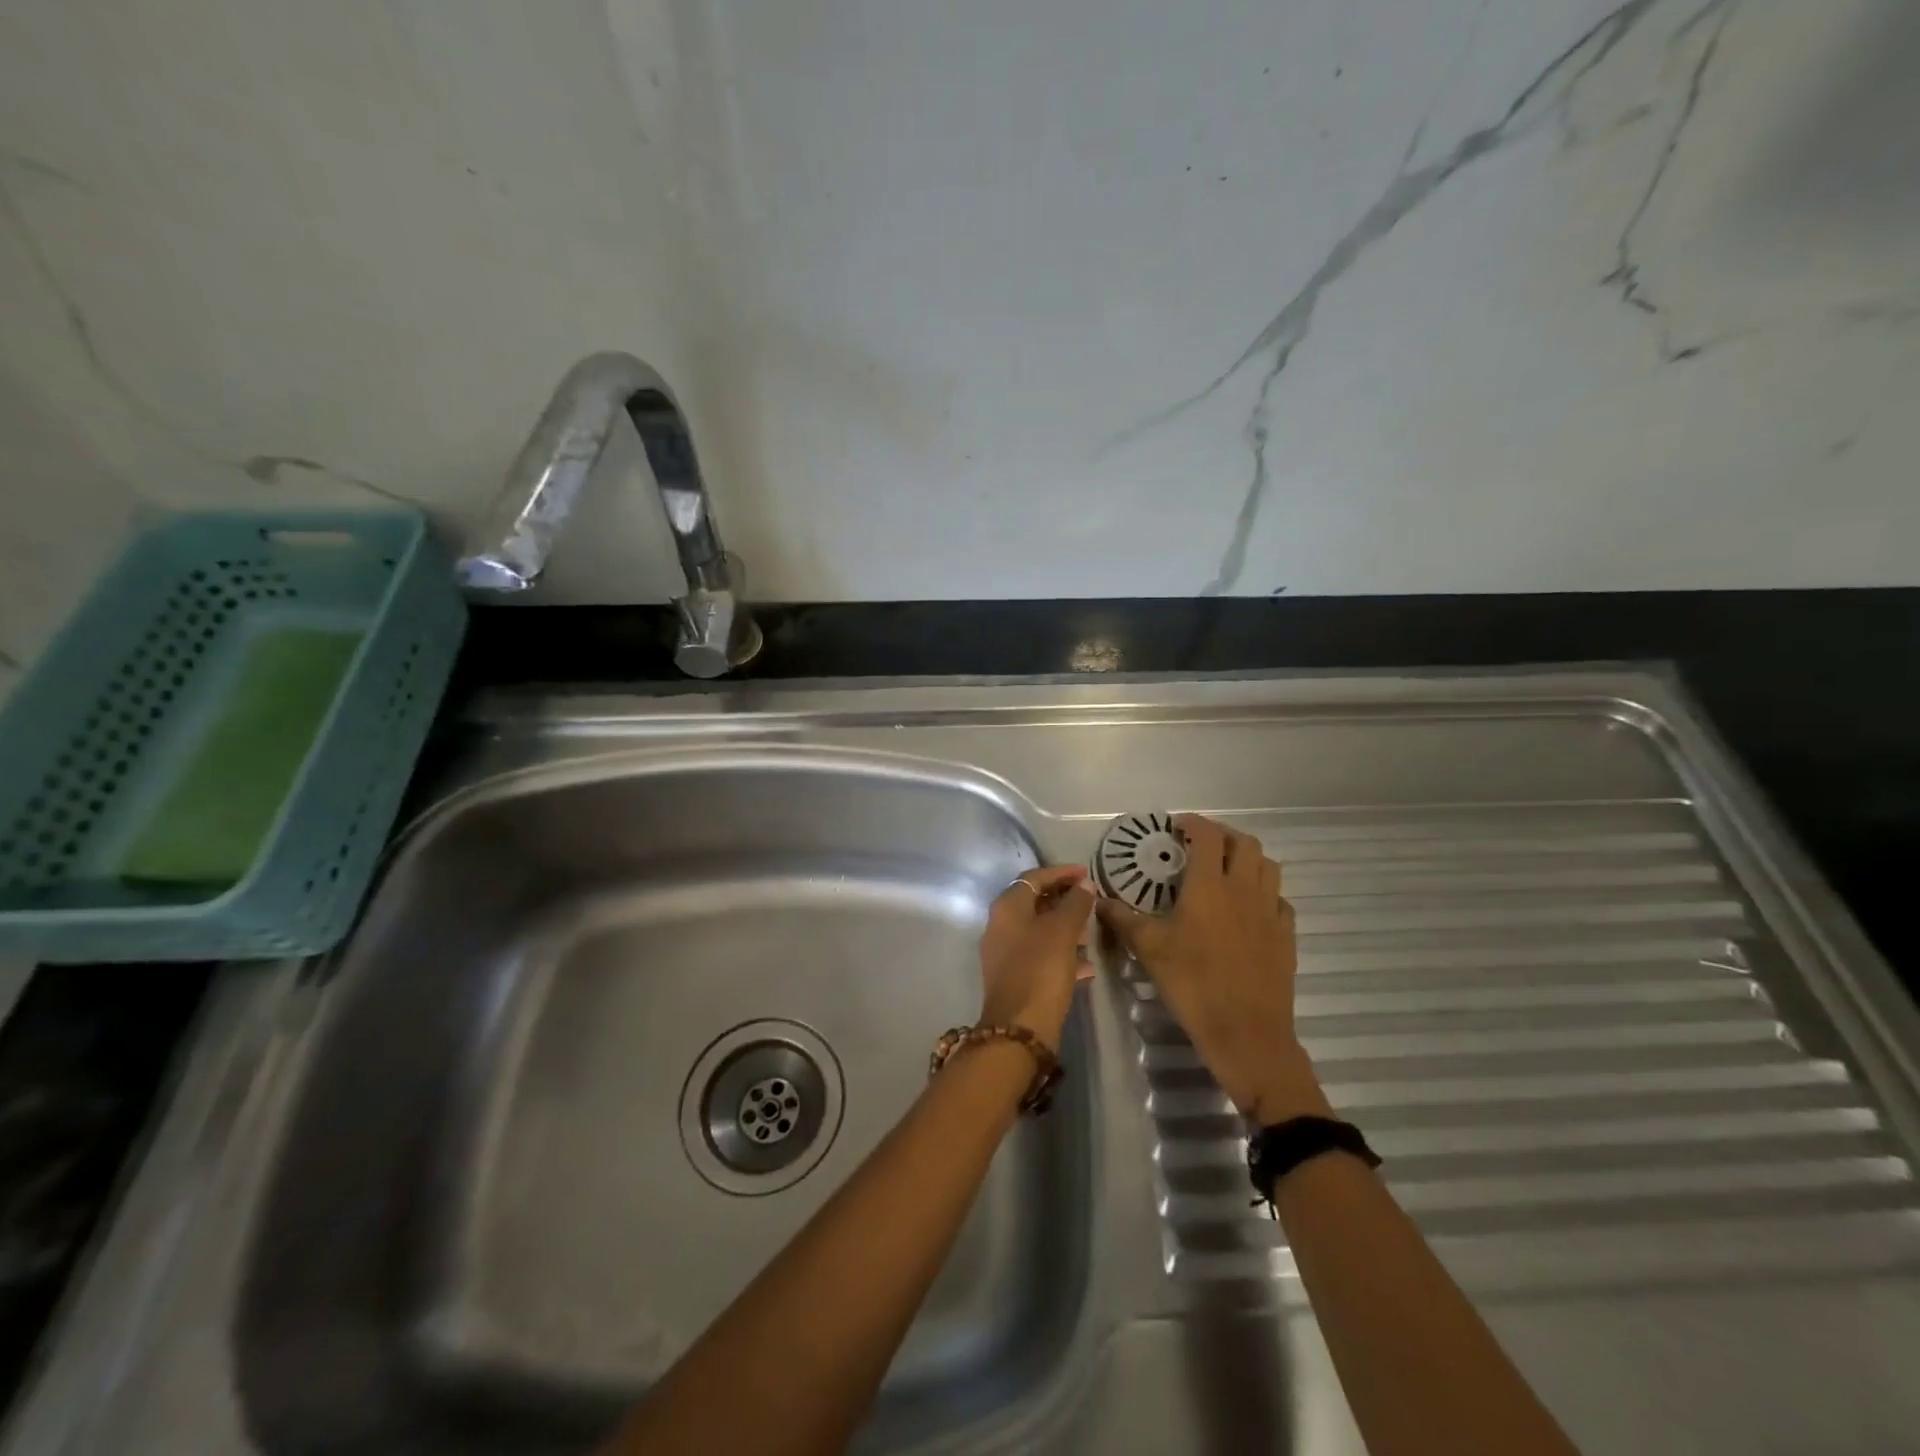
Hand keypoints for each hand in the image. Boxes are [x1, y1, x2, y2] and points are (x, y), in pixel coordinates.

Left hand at [977, 866, 1094, 1050]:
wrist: (1018, 1029)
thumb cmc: (1040, 970)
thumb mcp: (1062, 932)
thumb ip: (1075, 904)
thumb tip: (1084, 884)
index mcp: (1007, 907)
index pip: (1034, 877)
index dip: (1061, 872)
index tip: (1088, 874)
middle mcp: (1000, 925)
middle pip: (1035, 902)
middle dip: (1064, 900)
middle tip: (1091, 902)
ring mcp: (1005, 952)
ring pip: (1039, 930)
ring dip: (1065, 928)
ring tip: (1092, 933)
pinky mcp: (1015, 977)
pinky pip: (1040, 955)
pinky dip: (1061, 954)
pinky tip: (1086, 966)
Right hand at [1095, 814, 1321, 1121]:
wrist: (1246, 1033)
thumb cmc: (1193, 984)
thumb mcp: (1149, 950)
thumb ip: (1123, 919)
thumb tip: (1098, 900)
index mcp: (1210, 886)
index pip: (1208, 836)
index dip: (1193, 823)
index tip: (1176, 826)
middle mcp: (1244, 889)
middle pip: (1245, 843)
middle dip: (1223, 835)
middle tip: (1200, 845)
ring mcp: (1270, 911)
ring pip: (1268, 866)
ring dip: (1247, 858)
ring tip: (1226, 869)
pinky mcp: (1286, 935)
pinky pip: (1279, 899)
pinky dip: (1264, 891)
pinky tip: (1248, 907)